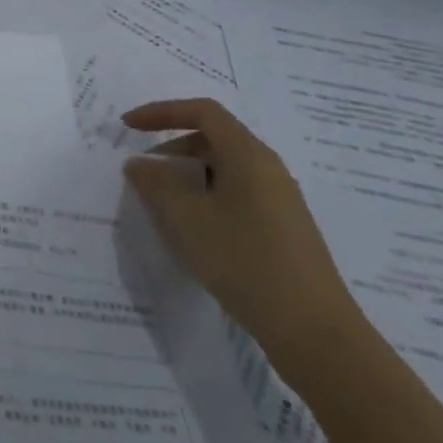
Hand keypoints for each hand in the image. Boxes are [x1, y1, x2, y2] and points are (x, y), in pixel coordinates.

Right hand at [121, 98, 359, 366]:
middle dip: (172, 148)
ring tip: (163, 206)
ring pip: (224, 170)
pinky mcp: (283, 228)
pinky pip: (237, 194)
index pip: (202, 111)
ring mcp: (280, 199)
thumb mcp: (186, 219)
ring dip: (188, 176)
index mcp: (248, 155)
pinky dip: (207, 198)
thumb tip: (138, 163)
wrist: (313, 331)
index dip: (161, 112)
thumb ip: (155, 184)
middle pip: (213, 138)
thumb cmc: (245, 261)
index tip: (128, 126)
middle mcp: (268, 168)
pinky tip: (195, 232)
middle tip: (143, 174)